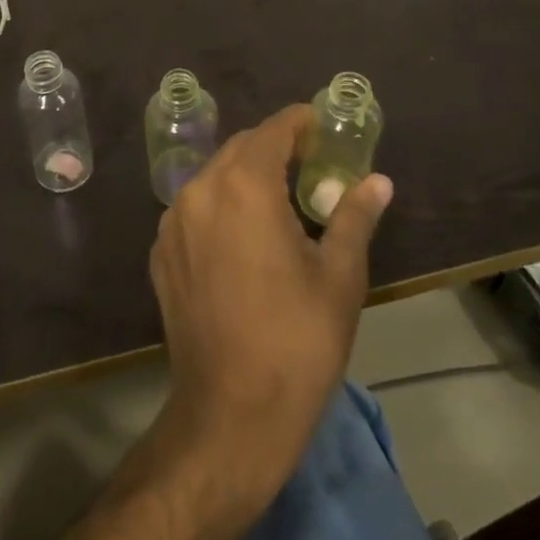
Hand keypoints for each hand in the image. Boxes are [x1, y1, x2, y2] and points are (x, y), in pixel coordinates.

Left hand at [149, 106, 391, 502]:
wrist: (231, 416)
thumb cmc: (297, 342)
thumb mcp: (338, 277)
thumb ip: (354, 216)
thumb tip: (378, 182)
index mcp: (244, 186)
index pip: (273, 130)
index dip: (300, 122)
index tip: (322, 128)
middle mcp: (201, 190)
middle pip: (241, 148)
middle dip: (275, 148)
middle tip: (310, 166)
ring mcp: (173, 222)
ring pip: (214, 176)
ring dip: (246, 176)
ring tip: (279, 202)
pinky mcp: (161, 253)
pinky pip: (195, 209)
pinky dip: (221, 206)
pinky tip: (244, 239)